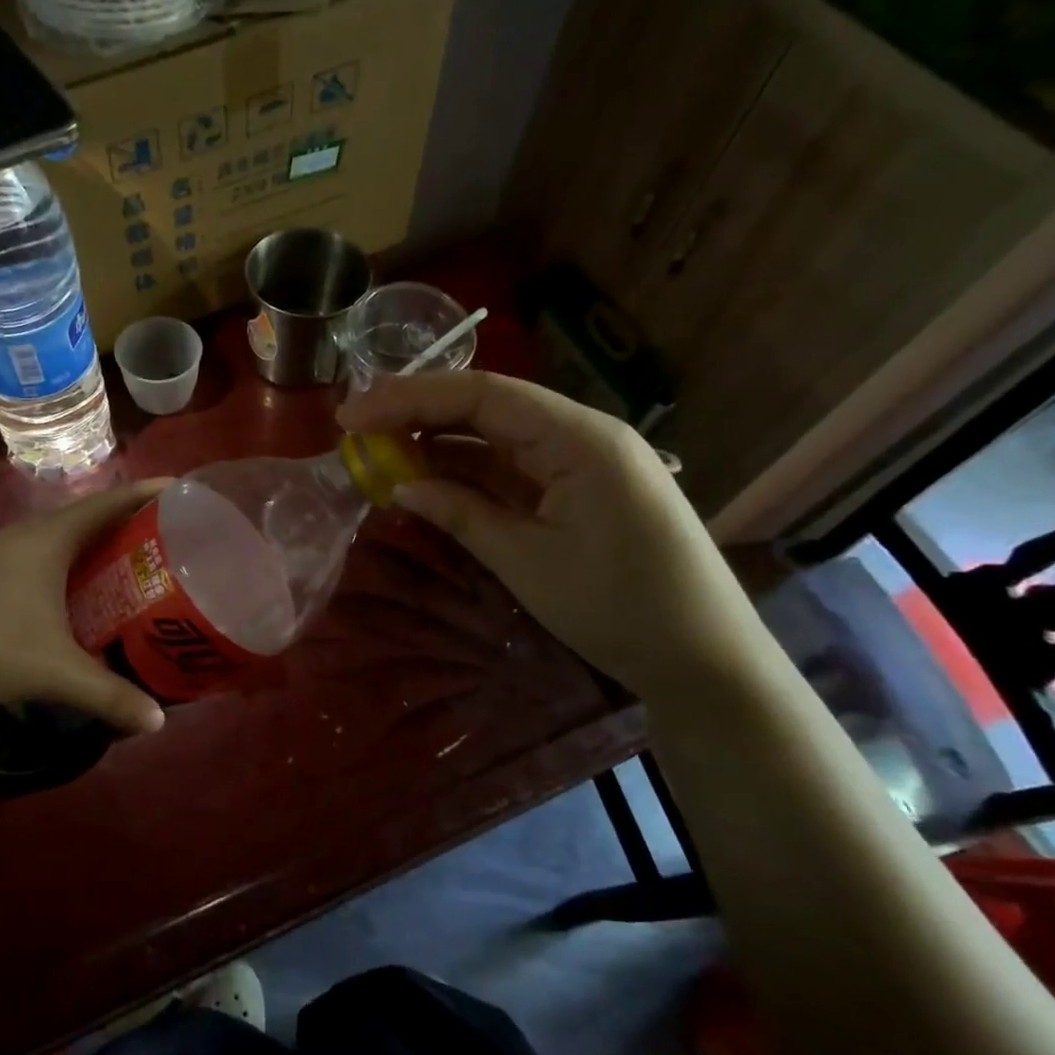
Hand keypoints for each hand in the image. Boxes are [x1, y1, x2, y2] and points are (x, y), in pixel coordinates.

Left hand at [0, 480, 170, 736]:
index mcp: (48, 537)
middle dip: (133, 530)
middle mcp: (23, 536)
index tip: (190, 493)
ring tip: (137, 576)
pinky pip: (39, 566)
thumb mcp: (46, 671)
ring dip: (98, 556)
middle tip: (176, 548)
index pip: (113, 501)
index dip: (153, 493)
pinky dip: (68, 576)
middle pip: (91, 521)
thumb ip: (106, 694)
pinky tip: (77, 607)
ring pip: (62, 546)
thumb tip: (158, 724)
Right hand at [338, 372, 771, 699]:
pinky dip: (466, 472)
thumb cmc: (618, 607)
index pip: (480, 395)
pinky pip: (512, 468)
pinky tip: (425, 477)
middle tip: (355, 427)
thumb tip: (400, 484)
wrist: (703, 659)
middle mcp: (580, 434)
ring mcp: (581, 461)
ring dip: (438, 443)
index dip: (409, 398)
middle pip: (486, 407)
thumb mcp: (528, 561)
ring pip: (495, 437)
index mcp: (578, 437)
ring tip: (378, 452)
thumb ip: (460, 513)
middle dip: (417, 413)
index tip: (351, 415)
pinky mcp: (577, 489)